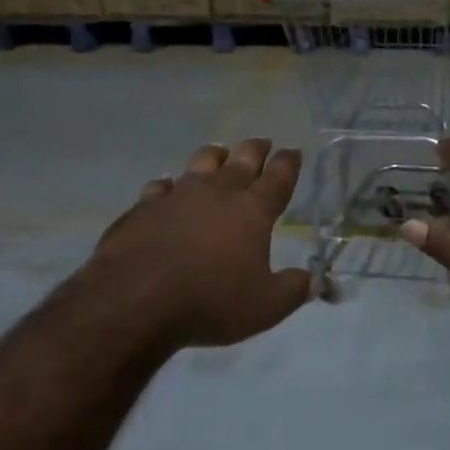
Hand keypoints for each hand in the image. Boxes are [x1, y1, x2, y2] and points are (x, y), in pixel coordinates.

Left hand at [81, 138, 311, 349]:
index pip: (277, 179)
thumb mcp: (265, 307)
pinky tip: (166, 188)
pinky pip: (160, 187)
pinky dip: (168, 185)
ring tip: (220, 152)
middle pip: (241, 161)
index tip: (293, 151)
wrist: (135, 299)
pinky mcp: (143, 207)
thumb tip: (315, 281)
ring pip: (200, 163)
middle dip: (255, 150)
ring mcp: (176, 196)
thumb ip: (293, 290)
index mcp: (252, 211)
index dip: (288, 163)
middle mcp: (216, 193)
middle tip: (263, 142)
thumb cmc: (210, 301)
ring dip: (214, 156)